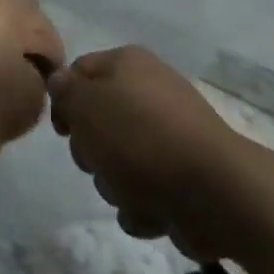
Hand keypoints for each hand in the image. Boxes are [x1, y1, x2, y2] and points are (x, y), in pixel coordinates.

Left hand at [0, 0, 64, 145]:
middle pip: (14, 10)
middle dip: (26, 12)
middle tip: (30, 15)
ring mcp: (0, 55)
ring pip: (33, 34)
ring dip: (39, 38)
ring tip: (35, 43)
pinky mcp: (22, 80)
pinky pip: (43, 62)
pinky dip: (46, 61)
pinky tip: (46, 60)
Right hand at [47, 46, 243, 257]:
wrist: (212, 192)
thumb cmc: (139, 137)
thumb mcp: (86, 105)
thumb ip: (65, 91)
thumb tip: (61, 80)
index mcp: (129, 64)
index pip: (80, 71)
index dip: (64, 101)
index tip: (65, 131)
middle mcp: (150, 93)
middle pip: (96, 123)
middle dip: (92, 152)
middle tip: (99, 159)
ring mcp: (169, 137)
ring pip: (116, 163)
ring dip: (115, 184)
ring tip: (134, 189)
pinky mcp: (181, 178)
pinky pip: (142, 193)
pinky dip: (142, 206)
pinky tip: (153, 208)